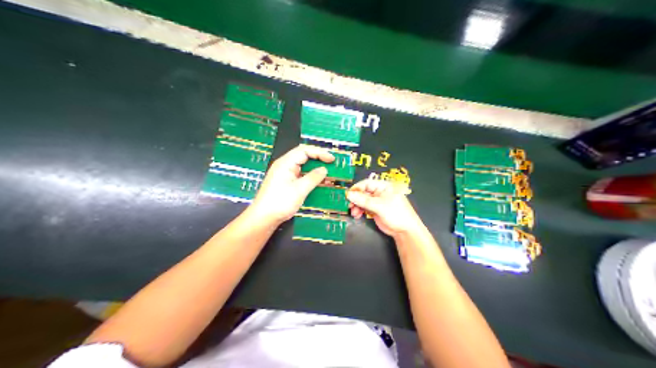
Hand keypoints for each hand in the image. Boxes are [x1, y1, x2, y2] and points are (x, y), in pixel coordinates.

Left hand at [250, 146, 334, 222]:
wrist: (264, 217)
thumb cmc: (279, 202)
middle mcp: (285, 166)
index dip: (319, 153)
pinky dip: (311, 177)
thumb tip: (324, 169)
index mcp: (285, 163)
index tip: (331, 159)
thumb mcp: (299, 190)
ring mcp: (285, 174)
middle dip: (318, 159)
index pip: (304, 150)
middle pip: (304, 156)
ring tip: (329, 174)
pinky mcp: (286, 183)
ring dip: (316, 170)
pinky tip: (320, 183)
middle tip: (332, 164)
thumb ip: (313, 178)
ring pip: (303, 167)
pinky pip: (301, 175)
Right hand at [348, 179, 424, 236]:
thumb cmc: (397, 214)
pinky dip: (359, 210)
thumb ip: (364, 200)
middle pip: (363, 192)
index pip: (367, 183)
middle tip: (349, 205)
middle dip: (355, 199)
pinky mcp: (375, 210)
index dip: (357, 189)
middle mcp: (380, 192)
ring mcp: (377, 201)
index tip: (348, 195)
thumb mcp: (379, 206)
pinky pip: (364, 207)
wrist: (405, 231)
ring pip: (362, 200)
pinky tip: (357, 215)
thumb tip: (350, 195)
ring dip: (356, 206)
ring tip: (354, 213)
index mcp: (384, 186)